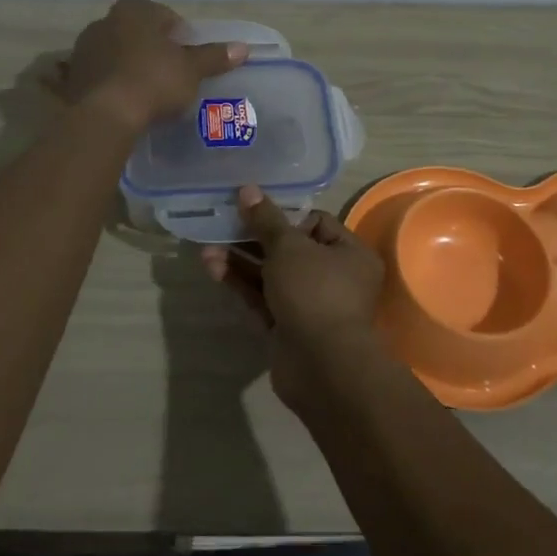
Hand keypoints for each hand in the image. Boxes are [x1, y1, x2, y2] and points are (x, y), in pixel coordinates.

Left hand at [58, 0, 245, 128]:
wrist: (106, 115)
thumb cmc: (154, 81)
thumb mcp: (191, 70)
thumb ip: (214, 57)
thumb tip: (242, 48)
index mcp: (134, 11)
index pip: (165, 16)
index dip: (181, 36)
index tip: (188, 57)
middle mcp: (104, 21)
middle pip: (138, 33)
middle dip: (153, 49)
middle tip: (171, 73)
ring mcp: (84, 48)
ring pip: (117, 52)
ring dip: (131, 65)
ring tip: (148, 90)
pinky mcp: (72, 76)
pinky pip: (100, 74)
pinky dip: (112, 82)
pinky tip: (124, 100)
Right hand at [200, 185, 386, 409]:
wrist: (321, 366)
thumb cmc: (314, 292)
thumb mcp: (289, 247)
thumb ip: (266, 220)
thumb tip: (248, 189)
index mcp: (350, 253)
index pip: (317, 223)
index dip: (285, 215)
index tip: (255, 210)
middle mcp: (335, 278)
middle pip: (290, 250)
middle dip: (254, 238)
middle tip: (223, 225)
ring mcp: (310, 306)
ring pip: (272, 276)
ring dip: (241, 261)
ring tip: (206, 248)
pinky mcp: (288, 329)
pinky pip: (263, 299)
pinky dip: (241, 284)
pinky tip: (213, 268)